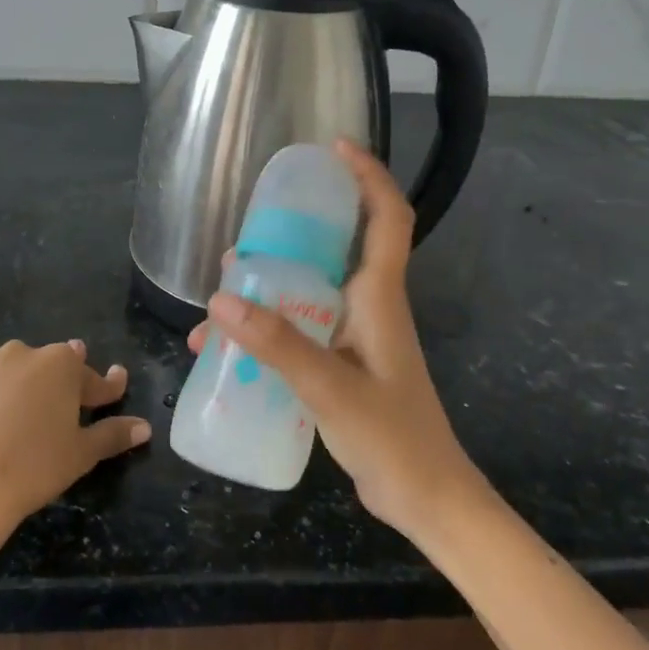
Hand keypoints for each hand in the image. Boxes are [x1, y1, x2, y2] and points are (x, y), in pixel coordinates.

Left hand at [0, 340, 150, 562]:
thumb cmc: (33, 467)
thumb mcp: (81, 454)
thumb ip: (113, 434)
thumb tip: (145, 427)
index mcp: (61, 365)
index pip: (93, 377)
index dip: (107, 388)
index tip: (116, 387)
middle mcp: (23, 353)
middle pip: (51, 366)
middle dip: (62, 382)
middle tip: (66, 407)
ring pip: (13, 372)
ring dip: (23, 388)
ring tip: (23, 418)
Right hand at [189, 141, 483, 539]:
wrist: (428, 502)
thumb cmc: (394, 439)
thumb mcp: (330, 388)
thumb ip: (278, 345)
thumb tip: (220, 300)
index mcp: (379, 297)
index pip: (386, 217)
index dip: (368, 176)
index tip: (333, 148)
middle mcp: (369, 307)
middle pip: (336, 248)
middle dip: (294, 231)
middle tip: (248, 229)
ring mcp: (356, 338)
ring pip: (311, 291)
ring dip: (271, 286)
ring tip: (222, 294)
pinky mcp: (343, 365)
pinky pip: (301, 330)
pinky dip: (268, 331)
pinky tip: (228, 351)